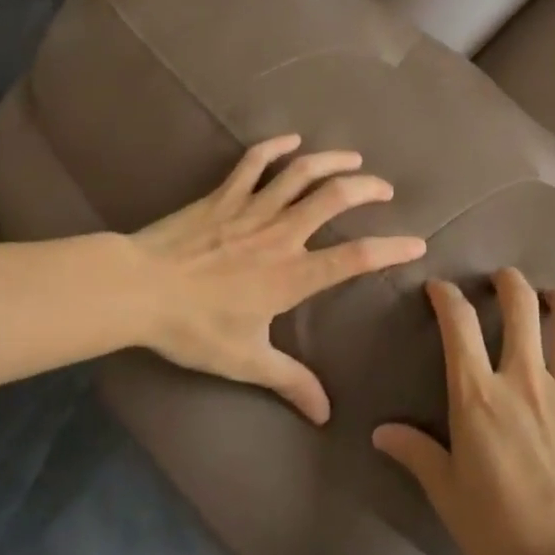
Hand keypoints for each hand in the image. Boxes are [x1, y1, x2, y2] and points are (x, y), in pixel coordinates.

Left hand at [130, 135, 425, 424]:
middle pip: (334, 198)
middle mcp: (280, 234)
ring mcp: (251, 208)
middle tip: (384, 189)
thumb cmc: (193, 327)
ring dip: (331, 161)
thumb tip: (325, 415)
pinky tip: (291, 139)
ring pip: (301, 172)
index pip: (354, 258)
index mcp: (291, 274)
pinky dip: (275, 147)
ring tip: (353, 158)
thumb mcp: (245, 361)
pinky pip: (254, 162)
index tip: (417, 243)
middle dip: (366, 189)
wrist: (138, 290)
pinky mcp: (223, 195)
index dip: (391, 249)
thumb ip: (289, 382)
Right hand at [373, 269, 554, 554]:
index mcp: (479, 394)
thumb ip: (416, 453)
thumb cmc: (500, 530)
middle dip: (510, 284)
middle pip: (521, 309)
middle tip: (504, 279)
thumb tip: (380, 432)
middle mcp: (524, 378)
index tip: (439, 288)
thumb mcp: (447, 494)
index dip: (447, 297)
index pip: (459, 326)